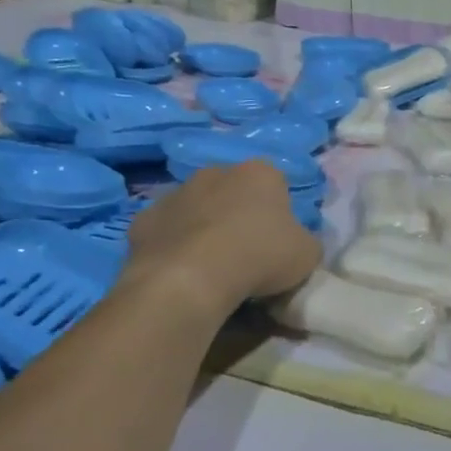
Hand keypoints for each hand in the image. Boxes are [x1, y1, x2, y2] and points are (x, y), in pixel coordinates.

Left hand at [124, 162, 321, 318]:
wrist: (190, 279)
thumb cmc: (259, 257)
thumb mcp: (307, 255)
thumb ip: (305, 241)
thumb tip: (295, 243)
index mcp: (260, 172)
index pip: (276, 185)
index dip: (279, 214)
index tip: (278, 242)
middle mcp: (216, 172)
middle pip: (233, 191)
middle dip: (238, 214)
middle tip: (245, 253)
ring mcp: (176, 193)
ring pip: (196, 208)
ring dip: (203, 227)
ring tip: (211, 267)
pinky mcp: (144, 219)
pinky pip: (165, 231)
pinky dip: (173, 246)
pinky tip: (180, 272)